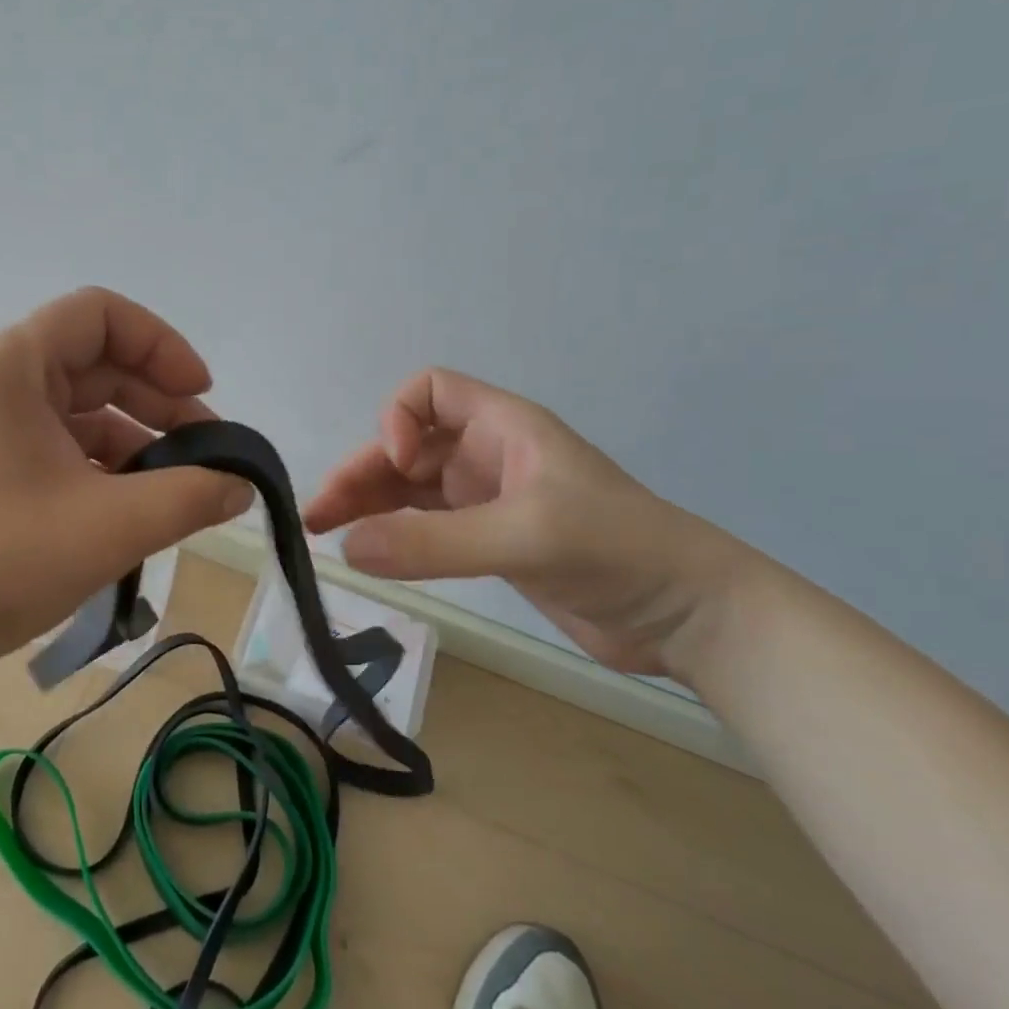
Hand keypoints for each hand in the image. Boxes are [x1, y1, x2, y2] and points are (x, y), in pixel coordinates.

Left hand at [0, 288, 253, 684]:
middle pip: (94, 364)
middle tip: (207, 457)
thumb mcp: (109, 526)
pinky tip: (131, 513)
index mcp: (10, 364)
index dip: (162, 345)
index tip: (202, 397)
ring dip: (134, 443)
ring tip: (177, 494)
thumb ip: (190, 496)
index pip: (101, 315)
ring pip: (78, 413)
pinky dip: (100, 471)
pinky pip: (56, 449)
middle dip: (158, 404)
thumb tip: (241, 485)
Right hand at [303, 368, 750, 677]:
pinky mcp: (488, 543)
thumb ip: (434, 542)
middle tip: (319, 515)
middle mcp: (487, 456)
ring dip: (367, 505)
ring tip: (322, 532)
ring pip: (409, 490)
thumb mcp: (524, 536)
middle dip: (362, 472)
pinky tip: (366, 553)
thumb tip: (347, 548)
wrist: (689, 616)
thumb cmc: (617, 550)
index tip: (396, 463)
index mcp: (503, 428)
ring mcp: (487, 502)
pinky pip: (425, 527)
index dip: (400, 417)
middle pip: (407, 447)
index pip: (430, 391)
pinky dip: (392, 535)